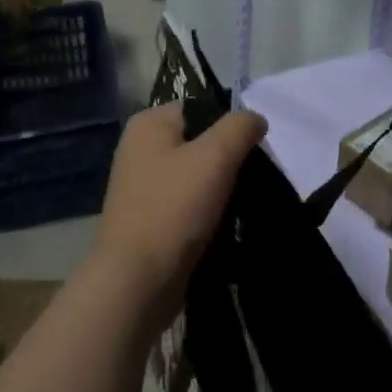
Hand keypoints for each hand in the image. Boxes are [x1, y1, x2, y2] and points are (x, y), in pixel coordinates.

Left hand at [92, 103, 266, 320]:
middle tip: (254, 180)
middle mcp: (140, 148)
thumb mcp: (215, 156)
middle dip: (229, 160)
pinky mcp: (149, 219)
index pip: (203, 108)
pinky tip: (225, 227)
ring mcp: (142, 186)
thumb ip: (240, 127)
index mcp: (149, 124)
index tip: (255, 152)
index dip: (232, 126)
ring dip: (221, 189)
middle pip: (201, 141)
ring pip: (197, 175)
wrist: (136, 283)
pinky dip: (207, 212)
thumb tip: (255, 119)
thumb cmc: (173, 209)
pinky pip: (188, 204)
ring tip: (242, 205)